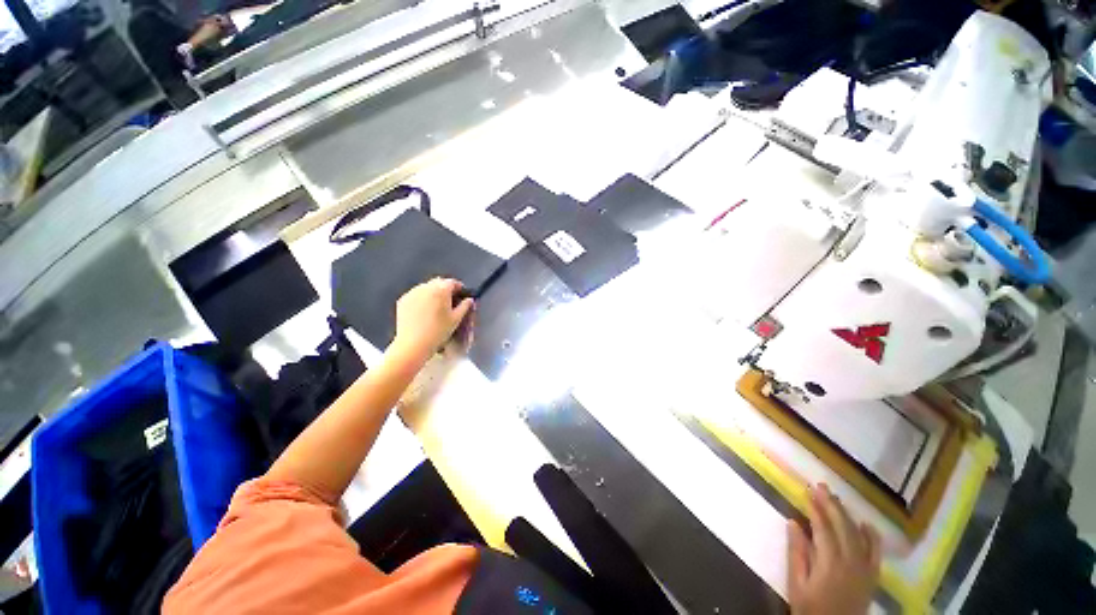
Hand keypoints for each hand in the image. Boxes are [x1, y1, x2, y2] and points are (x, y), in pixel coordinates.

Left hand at [392, 278, 473, 362]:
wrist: (413, 344)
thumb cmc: (439, 331)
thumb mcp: (456, 319)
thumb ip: (465, 306)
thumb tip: (469, 300)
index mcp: (441, 289)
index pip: (452, 282)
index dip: (459, 288)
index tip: (462, 295)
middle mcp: (425, 287)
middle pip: (439, 282)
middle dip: (446, 289)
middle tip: (450, 301)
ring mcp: (412, 293)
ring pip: (426, 288)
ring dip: (433, 293)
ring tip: (436, 307)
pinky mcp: (402, 300)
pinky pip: (416, 295)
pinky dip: (422, 299)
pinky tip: (424, 312)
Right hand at [787, 484, 880, 614]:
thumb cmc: (810, 608)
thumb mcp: (797, 584)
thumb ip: (797, 553)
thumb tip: (793, 522)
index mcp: (830, 563)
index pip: (823, 528)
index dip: (816, 509)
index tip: (807, 491)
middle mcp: (851, 562)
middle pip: (843, 527)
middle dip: (831, 505)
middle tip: (820, 486)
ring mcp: (865, 569)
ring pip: (858, 535)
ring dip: (847, 515)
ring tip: (836, 498)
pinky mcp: (872, 577)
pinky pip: (876, 552)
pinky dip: (872, 536)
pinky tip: (866, 523)